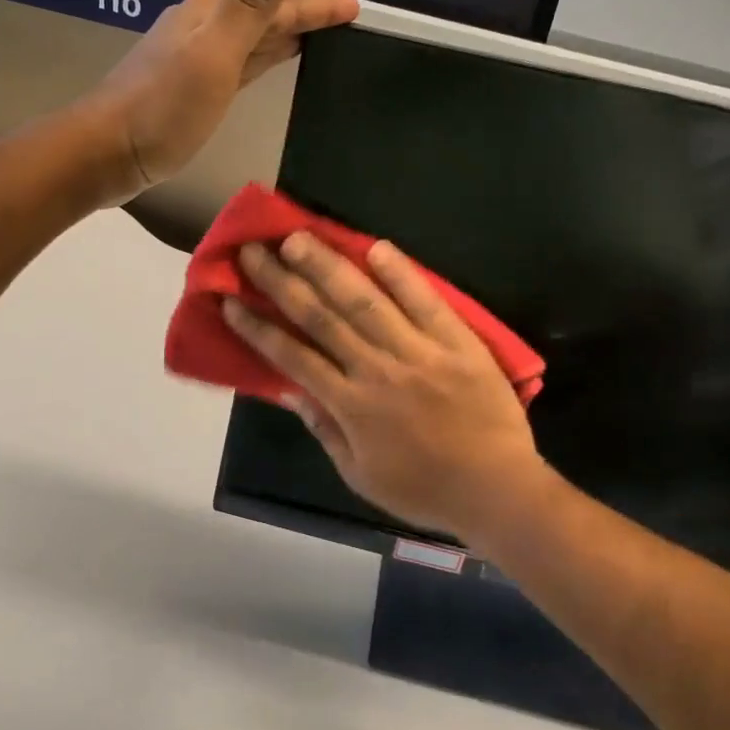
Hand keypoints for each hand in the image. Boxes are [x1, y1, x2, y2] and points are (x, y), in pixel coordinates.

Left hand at [82, 0, 356, 203]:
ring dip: (286, 36)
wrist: (108, 151)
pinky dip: (265, 58)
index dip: (318, 5)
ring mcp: (198, 58)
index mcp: (214, 14)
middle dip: (306, 16)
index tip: (356, 8)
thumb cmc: (164, 106)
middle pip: (267, 16)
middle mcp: (206, 28)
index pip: (280, 3)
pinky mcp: (194, 87)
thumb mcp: (215, 50)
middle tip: (345, 21)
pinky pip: (243, 63)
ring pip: (255, 39)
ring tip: (320, 39)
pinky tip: (272, 63)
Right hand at [223, 233, 552, 542]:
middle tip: (254, 249)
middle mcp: (378, 371)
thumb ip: (325, 430)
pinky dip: (401, 274)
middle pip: (321, 318)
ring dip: (328, 267)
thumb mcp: (361, 475)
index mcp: (351, 406)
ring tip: (299, 238)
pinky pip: (426, 302)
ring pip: (365, 302)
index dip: (258, 327)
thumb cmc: (424, 489)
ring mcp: (419, 352)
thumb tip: (289, 390)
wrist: (498, 491)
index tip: (231, 299)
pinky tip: (376, 246)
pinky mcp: (458, 342)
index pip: (293, 357)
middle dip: (282, 281)